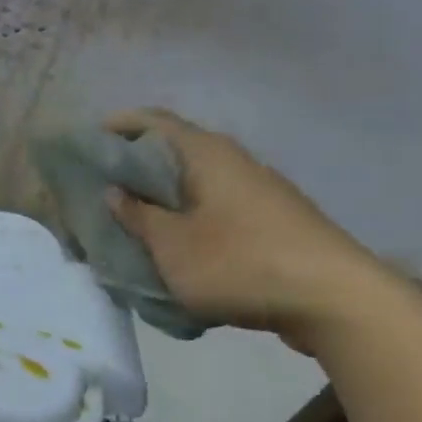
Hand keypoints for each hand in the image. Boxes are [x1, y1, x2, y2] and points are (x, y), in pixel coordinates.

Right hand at [103, 109, 395, 351]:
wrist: (336, 301)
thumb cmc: (241, 263)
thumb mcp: (173, 246)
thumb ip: (139, 217)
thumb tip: (116, 192)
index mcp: (205, 153)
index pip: (152, 121)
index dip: (116, 126)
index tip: (86, 143)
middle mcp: (232, 161)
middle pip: (172, 151)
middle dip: (134, 167)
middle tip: (100, 189)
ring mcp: (255, 190)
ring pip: (194, 183)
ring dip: (160, 198)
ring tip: (130, 222)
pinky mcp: (269, 220)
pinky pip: (214, 208)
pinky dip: (186, 218)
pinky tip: (173, 248)